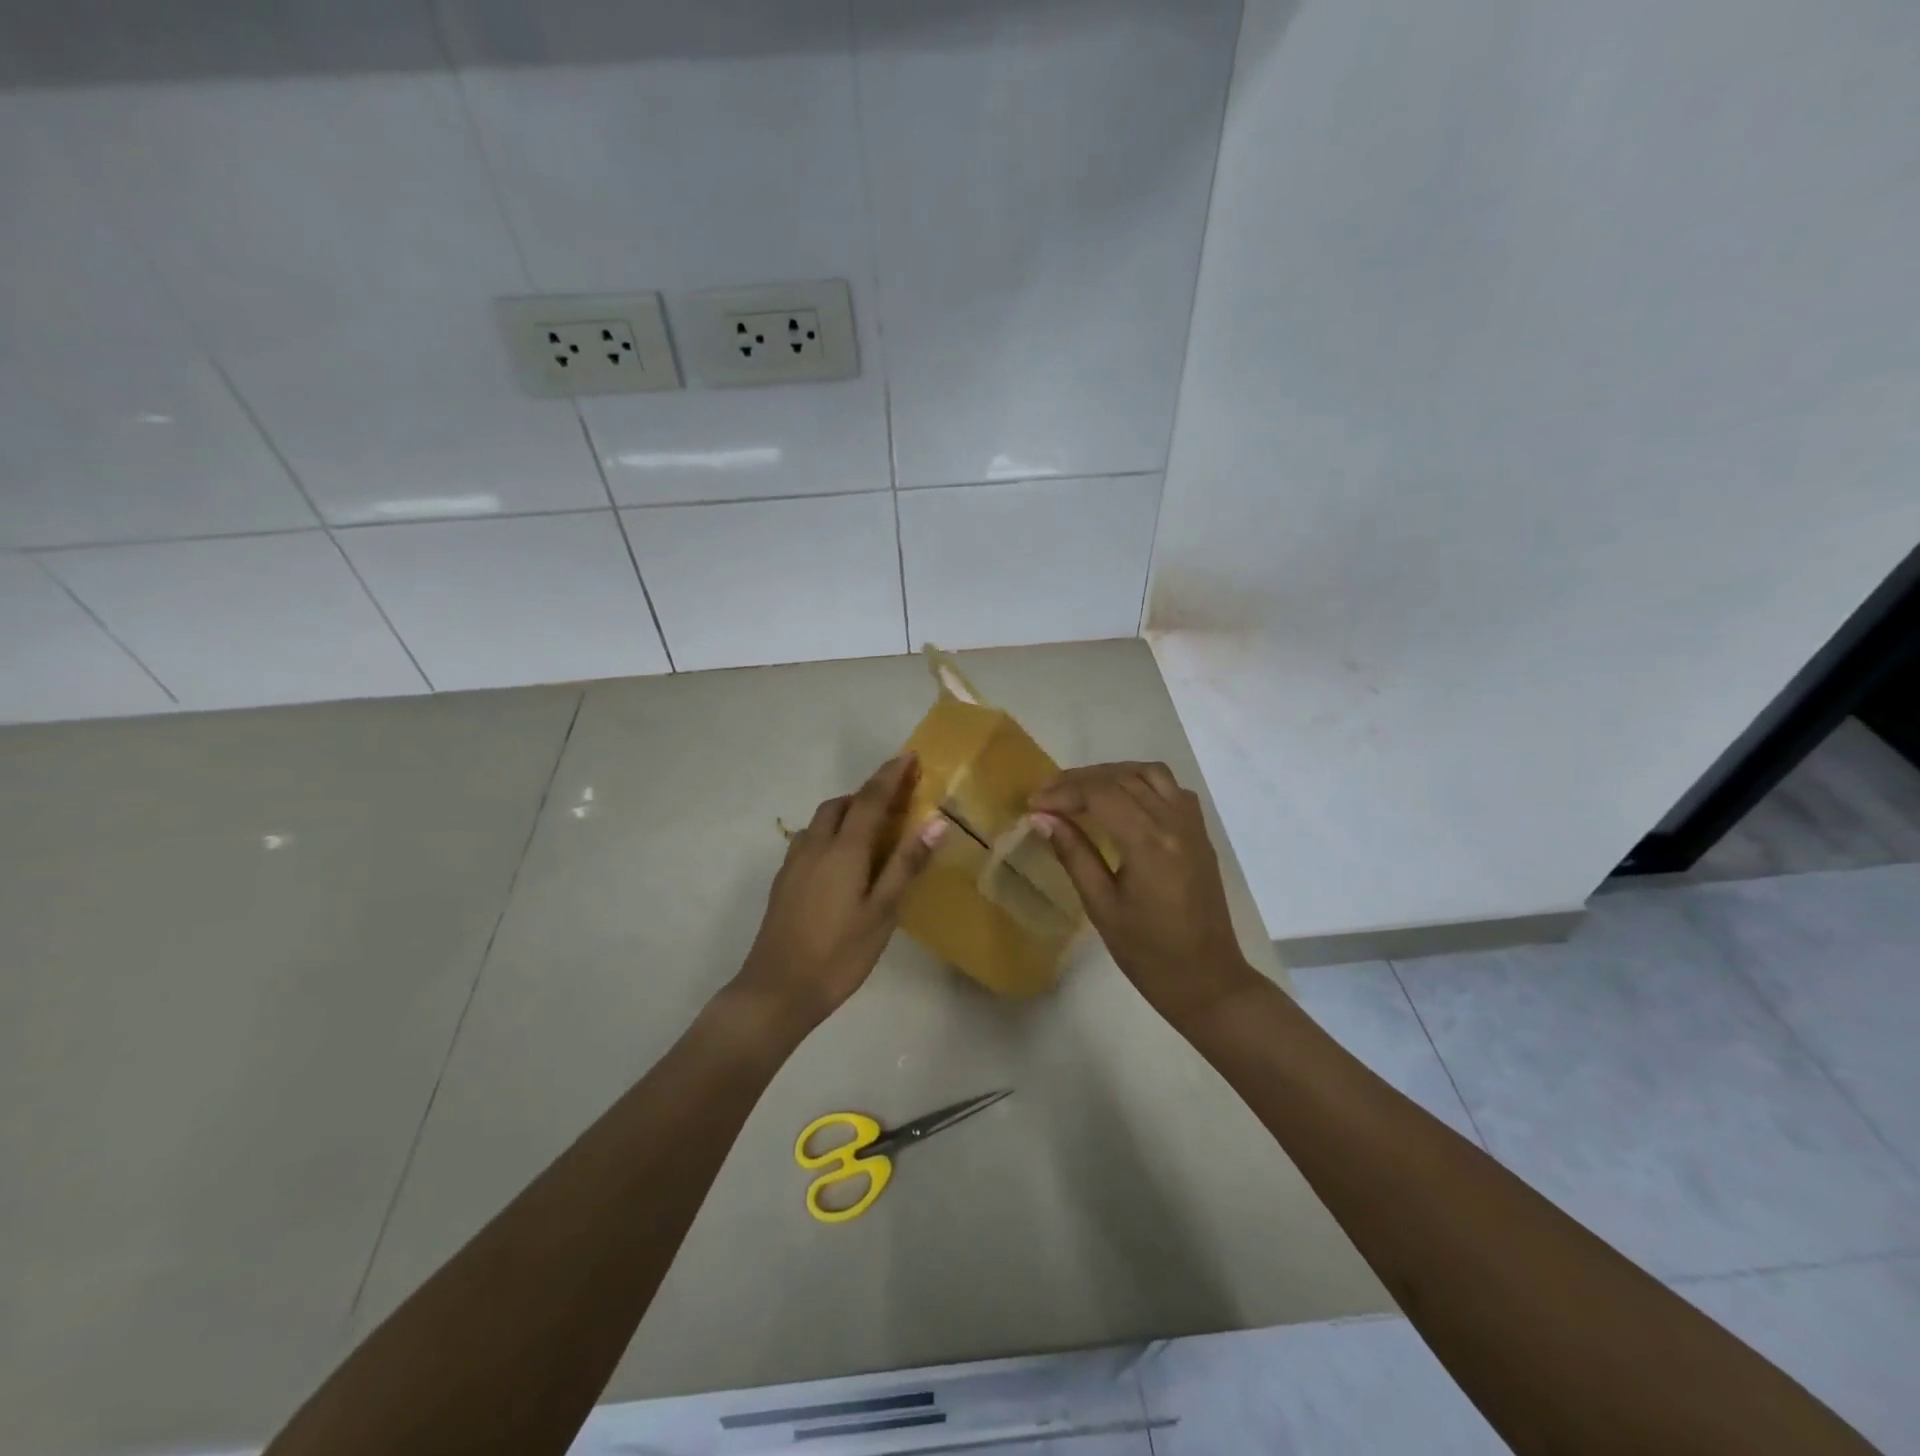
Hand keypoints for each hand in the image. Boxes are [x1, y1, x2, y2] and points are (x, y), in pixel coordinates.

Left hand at [735, 753, 945, 1028]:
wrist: (776, 990)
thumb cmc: (838, 954)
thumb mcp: (882, 912)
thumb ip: (906, 865)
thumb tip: (936, 822)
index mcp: (843, 850)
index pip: (870, 799)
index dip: (891, 775)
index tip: (910, 756)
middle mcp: (815, 846)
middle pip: (842, 804)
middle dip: (868, 792)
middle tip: (896, 798)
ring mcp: (795, 863)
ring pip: (822, 821)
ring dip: (848, 811)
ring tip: (873, 827)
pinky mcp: (784, 881)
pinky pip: (811, 839)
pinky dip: (832, 832)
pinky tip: (843, 859)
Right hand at [1029, 762, 1258, 1023]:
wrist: (1208, 981)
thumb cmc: (1149, 954)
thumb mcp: (1102, 906)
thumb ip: (1074, 854)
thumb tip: (1042, 818)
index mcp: (1149, 844)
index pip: (1100, 794)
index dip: (1062, 792)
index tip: (1032, 804)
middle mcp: (1175, 823)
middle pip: (1123, 777)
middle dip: (1080, 780)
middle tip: (1048, 796)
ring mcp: (1193, 826)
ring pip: (1151, 773)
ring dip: (1113, 774)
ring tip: (1082, 792)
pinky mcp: (1200, 834)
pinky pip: (1172, 789)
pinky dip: (1142, 783)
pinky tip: (1122, 802)